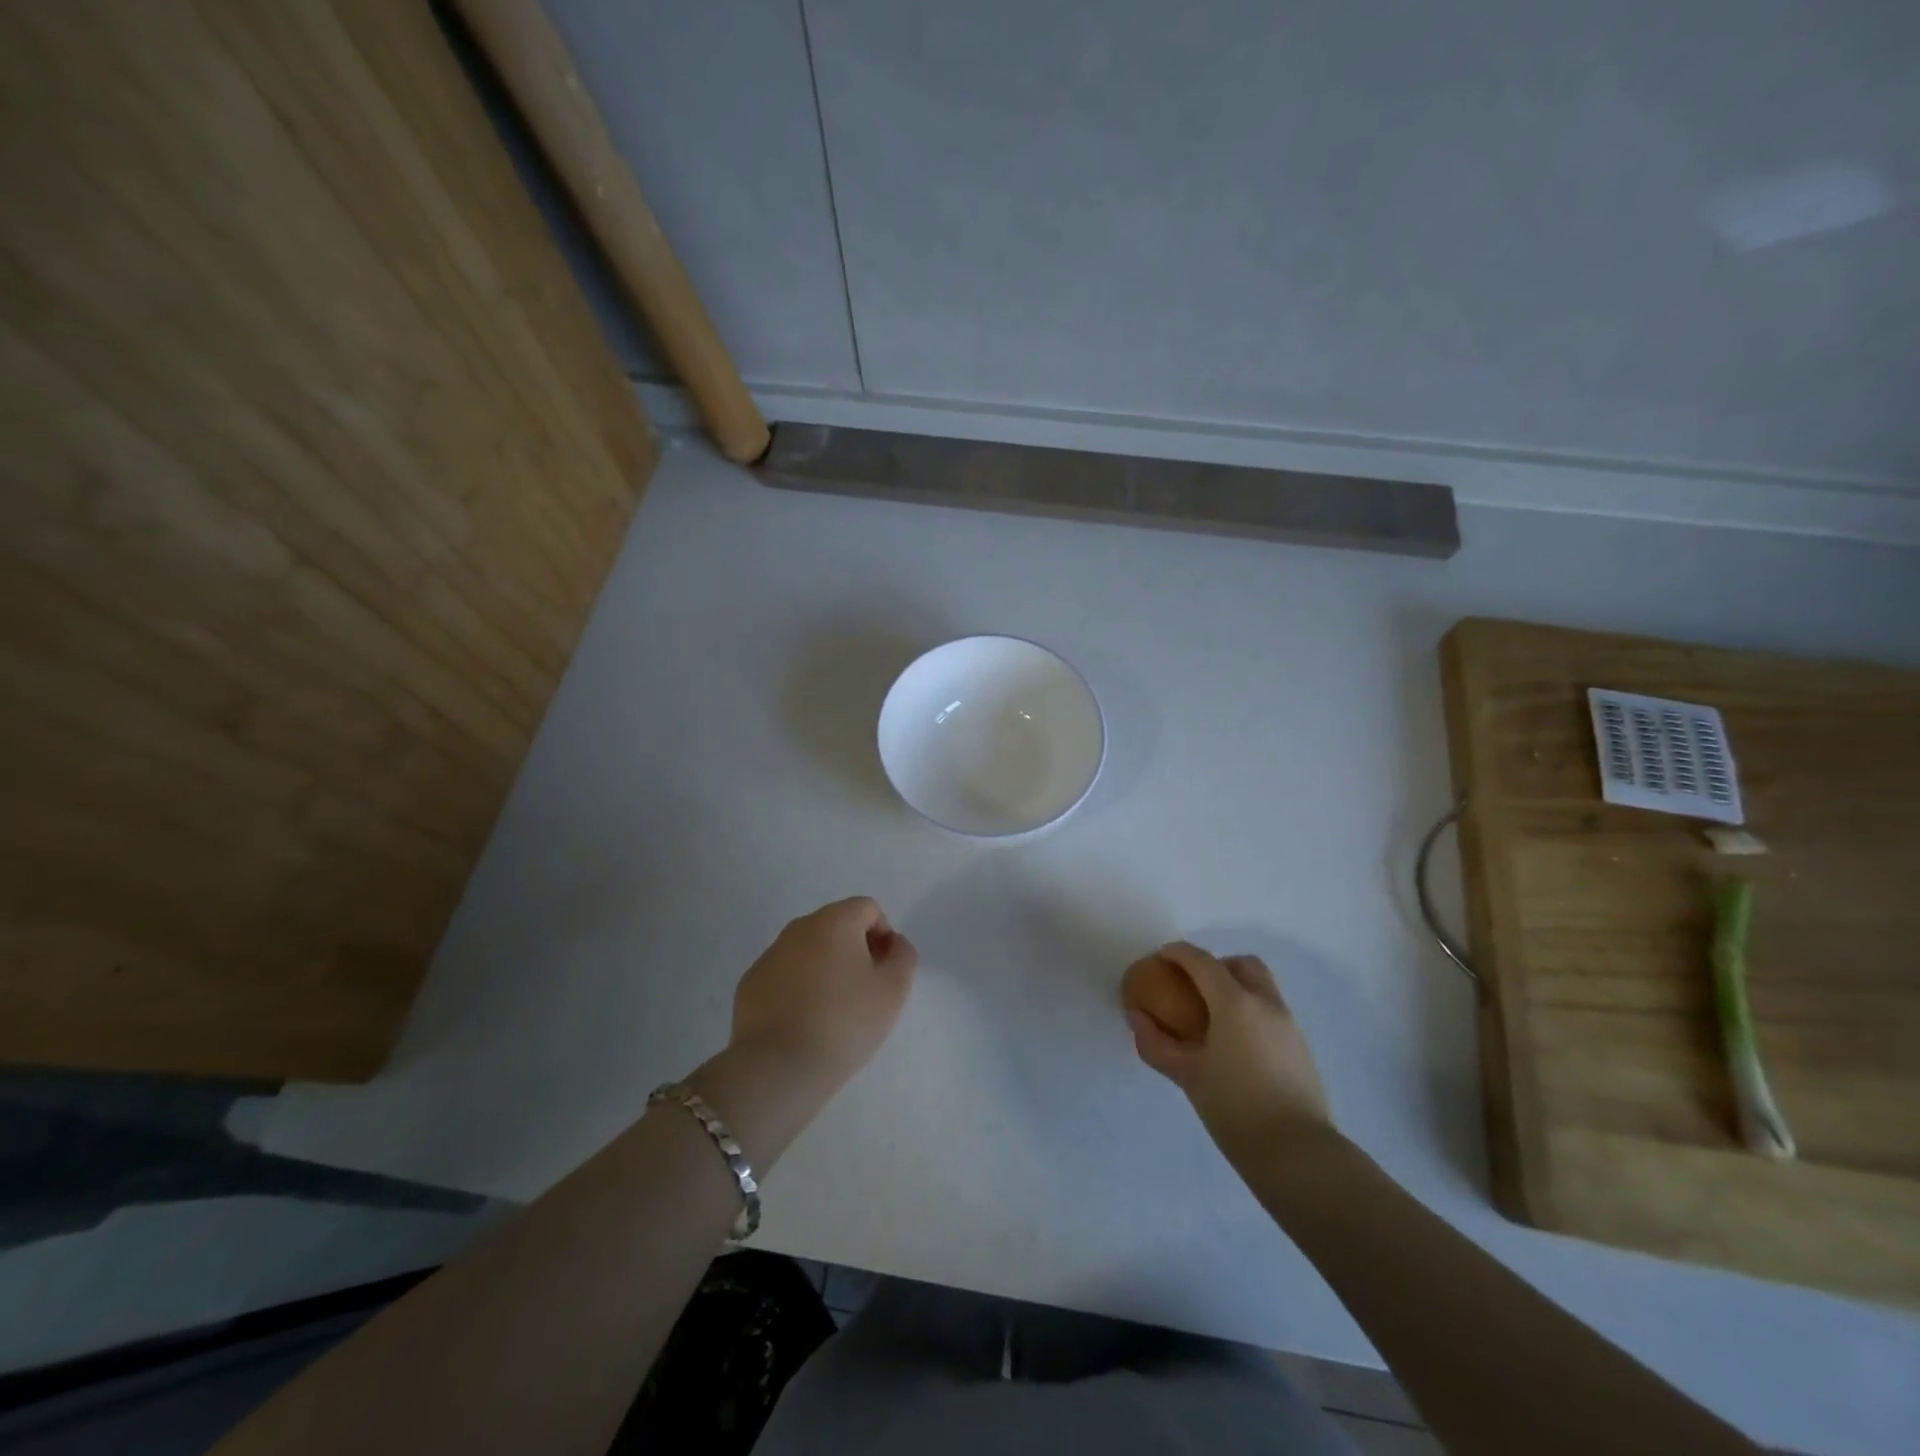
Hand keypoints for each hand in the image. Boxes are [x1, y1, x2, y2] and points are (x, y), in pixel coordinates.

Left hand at [728, 897, 917, 1092]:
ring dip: (825, 969)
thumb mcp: (893, 990)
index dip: (883, 937)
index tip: (883, 973)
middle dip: (854, 951)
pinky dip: (798, 988)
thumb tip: (892, 943)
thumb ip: (903, 956)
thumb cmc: (844, 1023)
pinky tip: (803, 1022)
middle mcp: (799, 927)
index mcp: (834, 921)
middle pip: (837, 926)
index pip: (868, 909)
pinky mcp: (750, 982)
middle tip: (862, 993)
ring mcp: (770, 954)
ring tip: (832, 1012)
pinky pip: (785, 974)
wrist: (778, 1068)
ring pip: (809, 950)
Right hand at [1127, 942, 1330, 1158]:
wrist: (1297, 1154)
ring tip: (1212, 1018)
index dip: (1178, 953)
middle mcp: (1266, 1004)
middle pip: (1241, 964)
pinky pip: (1271, 1010)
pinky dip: (1250, 1010)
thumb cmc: (1235, 1109)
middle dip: (1215, 965)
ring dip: (1236, 987)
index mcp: (1235, 1003)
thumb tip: (1137, 1018)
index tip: (1160, 958)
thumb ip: (1156, 1043)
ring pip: (1261, 986)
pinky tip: (1234, 1043)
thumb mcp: (1187, 1076)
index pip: (1203, 962)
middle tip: (1193, 987)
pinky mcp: (1300, 1047)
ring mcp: (1288, 1024)